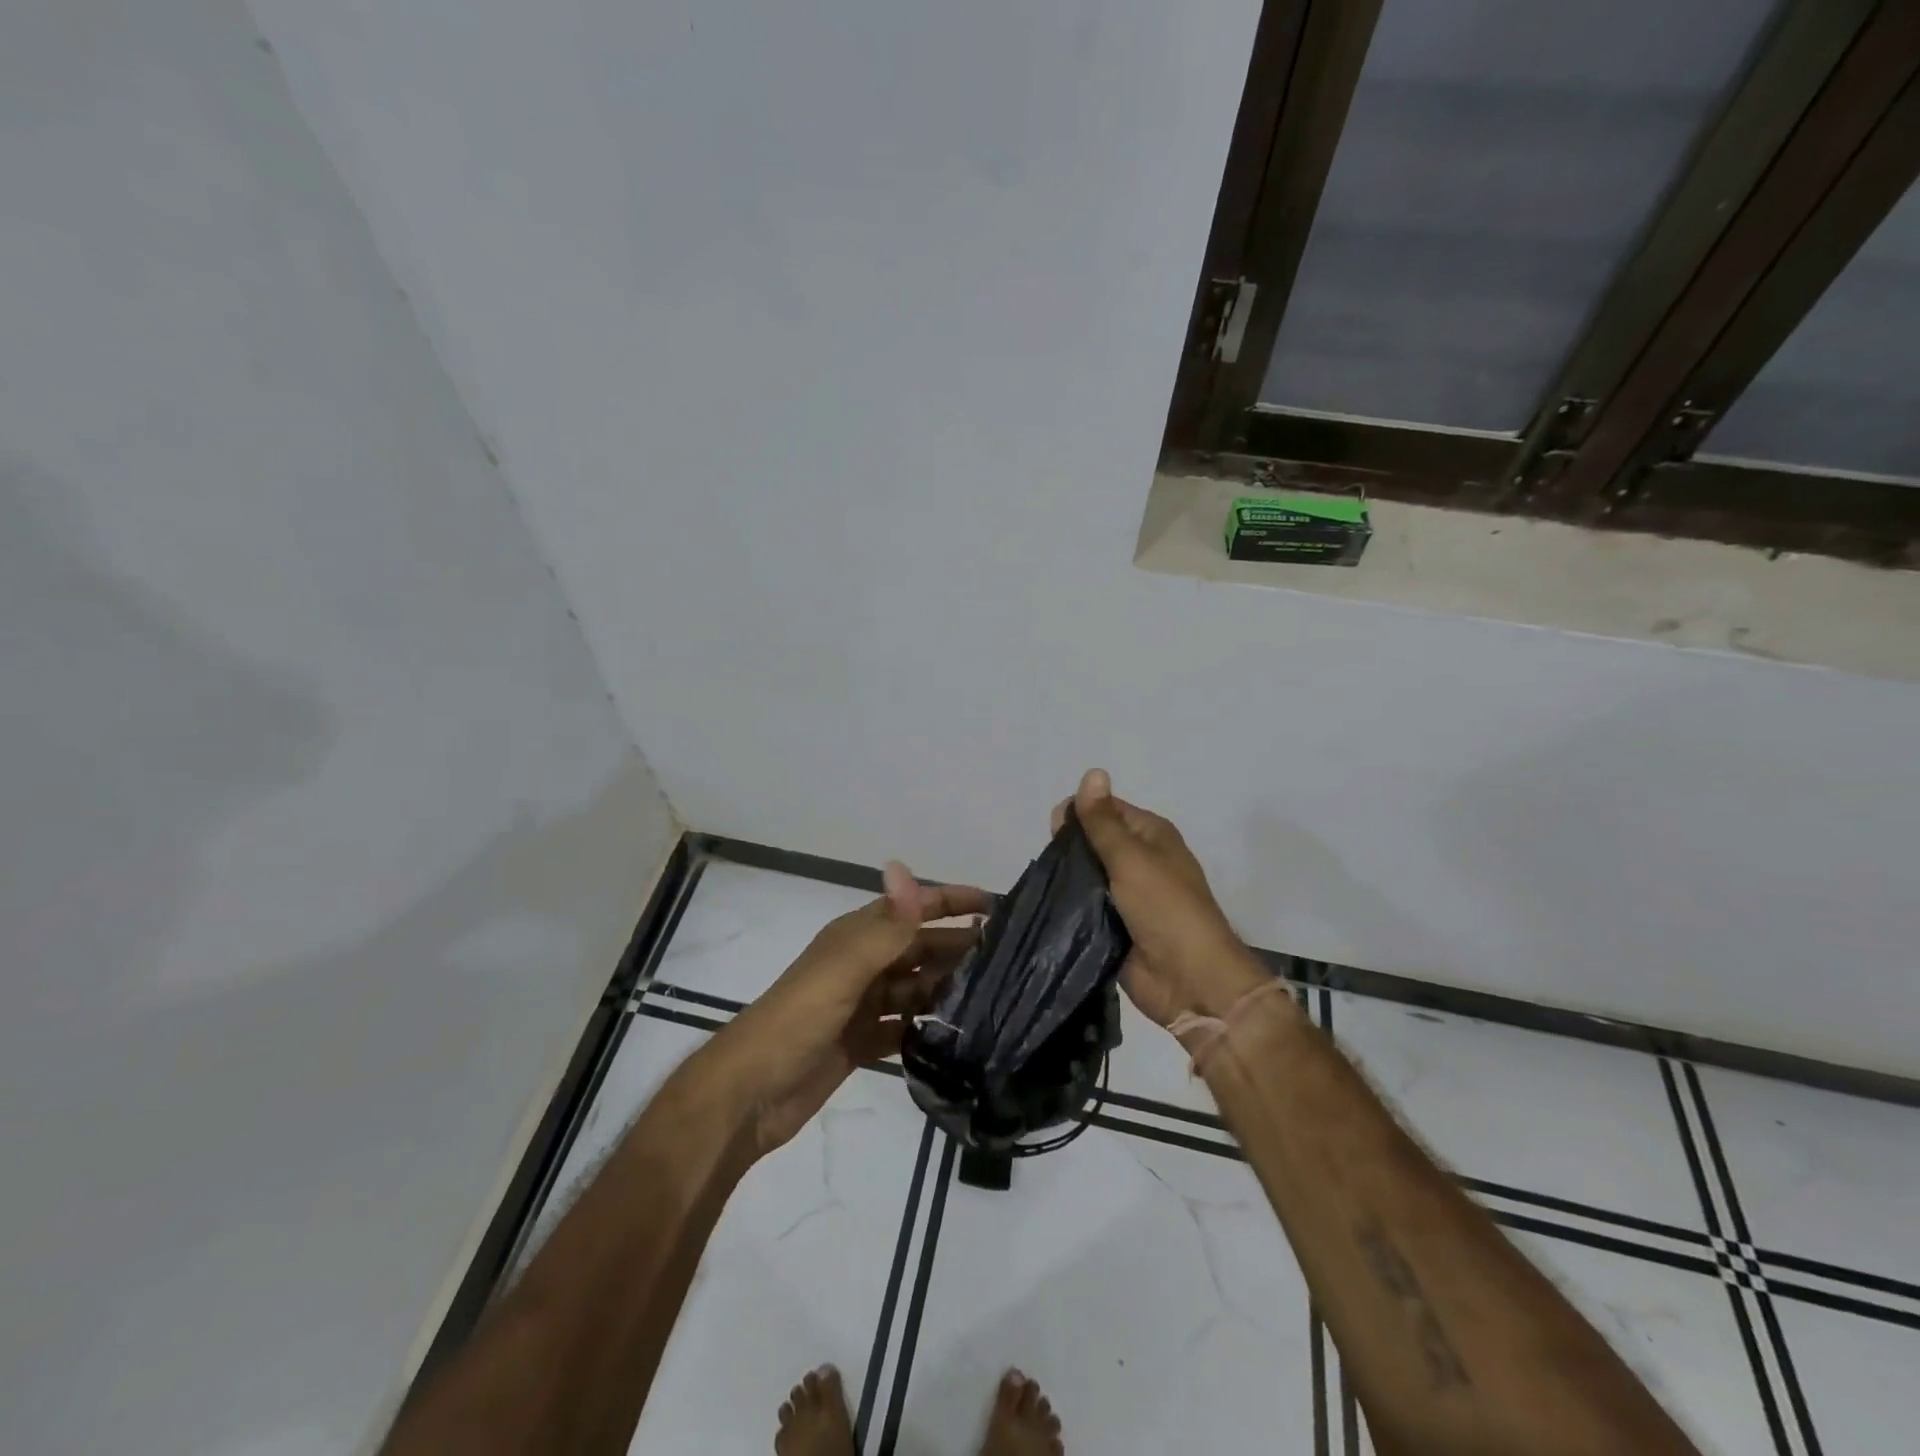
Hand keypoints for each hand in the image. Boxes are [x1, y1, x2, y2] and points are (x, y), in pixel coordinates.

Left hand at [709, 863, 987, 1157]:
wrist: (750, 1093)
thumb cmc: (798, 1019)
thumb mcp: (844, 968)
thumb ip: (884, 924)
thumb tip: (903, 865)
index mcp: (856, 937)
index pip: (911, 908)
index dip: (950, 900)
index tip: (996, 906)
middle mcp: (862, 964)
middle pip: (919, 948)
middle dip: (958, 946)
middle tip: (1010, 958)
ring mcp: (861, 1005)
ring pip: (915, 987)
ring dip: (947, 987)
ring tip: (995, 995)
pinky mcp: (861, 1042)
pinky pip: (903, 1026)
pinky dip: (927, 1026)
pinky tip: (958, 1034)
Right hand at [1055, 769, 1266, 1027]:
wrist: (1190, 981)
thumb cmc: (1165, 909)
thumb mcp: (1131, 858)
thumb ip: (1103, 821)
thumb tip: (1092, 771)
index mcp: (1150, 835)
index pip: (1105, 810)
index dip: (1078, 814)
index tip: (1053, 830)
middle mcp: (1140, 860)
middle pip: (1093, 842)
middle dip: (1069, 849)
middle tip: (1052, 865)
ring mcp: (1127, 895)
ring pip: (1086, 876)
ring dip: (1067, 880)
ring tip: (1046, 887)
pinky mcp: (1114, 926)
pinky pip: (1085, 908)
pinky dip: (1070, 907)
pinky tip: (1048, 907)